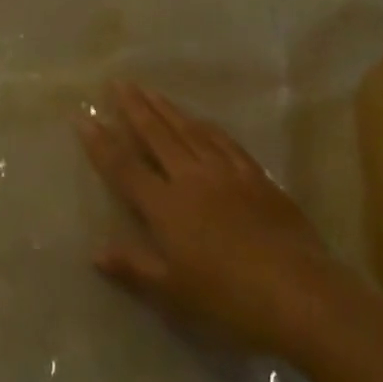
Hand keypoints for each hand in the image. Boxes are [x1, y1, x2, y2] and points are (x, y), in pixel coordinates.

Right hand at [79, 82, 354, 355]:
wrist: (298, 293)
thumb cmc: (229, 299)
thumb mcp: (174, 294)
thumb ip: (134, 268)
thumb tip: (95, 252)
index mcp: (166, 205)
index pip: (125, 166)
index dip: (101, 142)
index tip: (84, 116)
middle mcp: (190, 177)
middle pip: (156, 134)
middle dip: (133, 107)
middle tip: (117, 82)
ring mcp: (225, 172)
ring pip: (187, 129)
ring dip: (165, 107)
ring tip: (148, 89)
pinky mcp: (255, 176)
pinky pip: (223, 140)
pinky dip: (205, 125)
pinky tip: (200, 119)